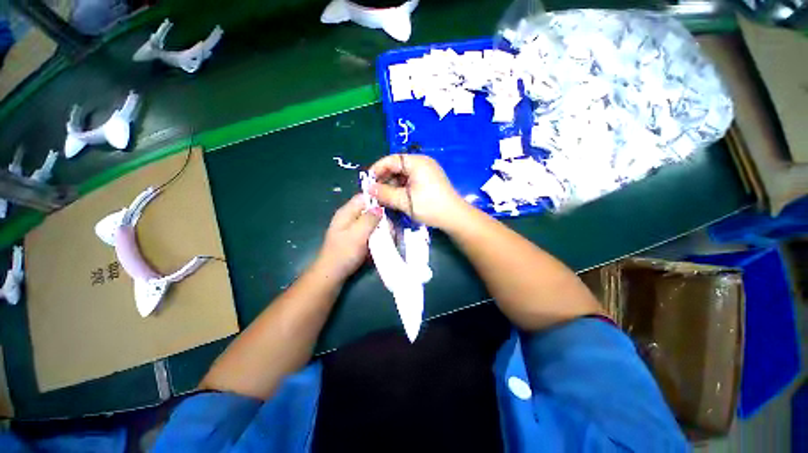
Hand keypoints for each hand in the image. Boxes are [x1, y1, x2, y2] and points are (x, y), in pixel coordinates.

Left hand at [316, 194, 381, 280]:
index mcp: (346, 212)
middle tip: (389, 231)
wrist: (332, 275)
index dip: (377, 200)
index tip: (391, 208)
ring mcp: (354, 228)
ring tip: (387, 239)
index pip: (364, 197)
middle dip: (381, 219)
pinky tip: (381, 244)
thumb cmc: (343, 253)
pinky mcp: (357, 239)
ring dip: (381, 230)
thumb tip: (381, 208)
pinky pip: (370, 233)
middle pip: (370, 210)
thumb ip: (369, 219)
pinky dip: (376, 237)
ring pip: (372, 223)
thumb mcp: (357, 234)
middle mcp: (350, 217)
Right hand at [369, 154, 466, 229]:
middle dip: (384, 179)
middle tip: (374, 192)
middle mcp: (422, 163)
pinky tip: (395, 198)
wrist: (454, 217)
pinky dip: (401, 188)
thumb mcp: (405, 201)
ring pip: (403, 175)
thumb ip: (385, 193)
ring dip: (392, 185)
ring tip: (384, 197)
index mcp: (417, 162)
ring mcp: (426, 172)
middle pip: (397, 166)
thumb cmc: (430, 206)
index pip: (391, 160)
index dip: (377, 170)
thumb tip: (368, 189)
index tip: (367, 182)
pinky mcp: (429, 181)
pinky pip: (410, 180)